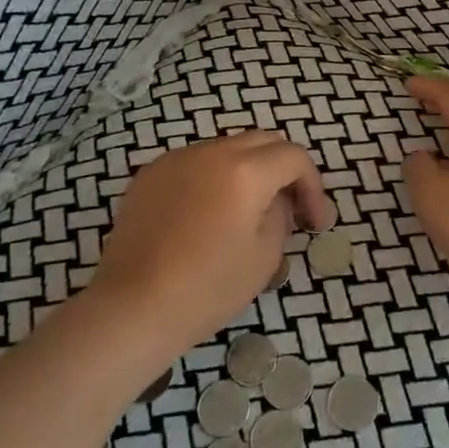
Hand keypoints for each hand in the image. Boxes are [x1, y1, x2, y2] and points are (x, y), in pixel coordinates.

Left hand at [91, 130, 334, 356]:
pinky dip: (213, 179)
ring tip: (247, 212)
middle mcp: (211, 152)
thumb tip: (277, 200)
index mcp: (245, 170)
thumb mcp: (265, 256)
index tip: (315, 223)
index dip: (313, 186)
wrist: (133, 306)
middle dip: (283, 170)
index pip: (294, 157)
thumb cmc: (208, 287)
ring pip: (227, 149)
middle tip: (290, 208)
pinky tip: (206, 216)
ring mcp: (176, 159)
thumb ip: (281, 216)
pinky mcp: (150, 174)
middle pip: (262, 142)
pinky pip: (194, 164)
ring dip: (248, 171)